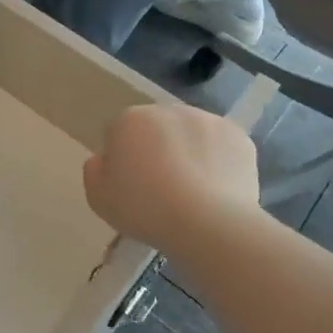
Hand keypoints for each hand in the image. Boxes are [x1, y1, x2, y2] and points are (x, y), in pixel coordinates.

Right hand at [84, 105, 259, 252]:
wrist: (207, 222)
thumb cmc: (144, 208)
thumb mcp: (98, 198)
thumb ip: (94, 171)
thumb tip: (104, 160)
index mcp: (129, 119)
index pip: (120, 133)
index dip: (123, 160)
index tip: (131, 187)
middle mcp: (168, 110)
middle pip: (157, 130)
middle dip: (157, 150)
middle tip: (162, 189)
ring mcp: (206, 120)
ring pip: (191, 134)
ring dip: (189, 153)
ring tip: (194, 193)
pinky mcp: (238, 136)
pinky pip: (221, 147)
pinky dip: (218, 162)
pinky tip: (217, 190)